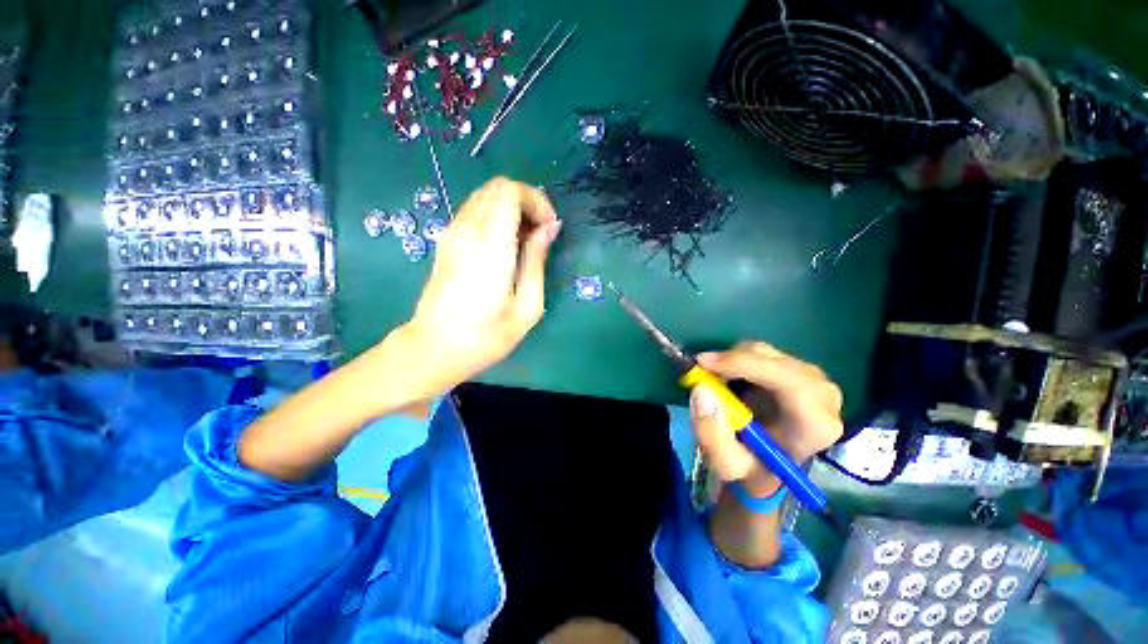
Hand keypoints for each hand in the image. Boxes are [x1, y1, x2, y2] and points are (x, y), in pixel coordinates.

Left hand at [395, 177, 560, 395]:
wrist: (434, 347)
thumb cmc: (486, 336)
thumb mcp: (527, 307)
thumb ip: (537, 261)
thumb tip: (548, 228)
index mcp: (491, 247)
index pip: (510, 191)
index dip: (536, 200)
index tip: (549, 228)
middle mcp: (468, 231)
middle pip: (498, 186)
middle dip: (527, 201)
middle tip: (541, 233)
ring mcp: (453, 233)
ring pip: (485, 195)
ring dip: (512, 208)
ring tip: (526, 241)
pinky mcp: (447, 240)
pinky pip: (475, 210)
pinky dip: (496, 216)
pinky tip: (505, 245)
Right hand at [690, 341, 842, 495]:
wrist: (767, 465)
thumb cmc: (751, 468)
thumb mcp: (725, 463)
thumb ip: (711, 433)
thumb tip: (702, 390)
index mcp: (815, 425)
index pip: (788, 380)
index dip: (743, 364)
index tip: (703, 364)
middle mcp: (823, 397)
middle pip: (773, 360)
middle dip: (732, 362)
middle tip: (702, 373)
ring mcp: (814, 379)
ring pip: (765, 352)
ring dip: (733, 362)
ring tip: (717, 383)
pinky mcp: (799, 370)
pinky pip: (763, 353)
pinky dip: (738, 360)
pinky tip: (730, 379)